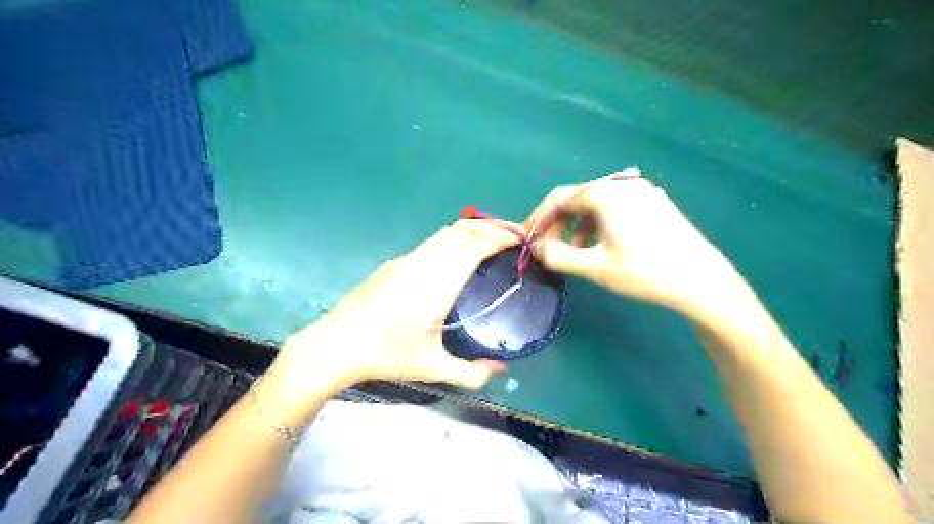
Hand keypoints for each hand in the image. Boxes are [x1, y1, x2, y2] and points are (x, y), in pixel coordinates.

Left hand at [271, 218, 518, 411]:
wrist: (336, 345)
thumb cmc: (386, 356)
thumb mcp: (433, 369)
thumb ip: (473, 373)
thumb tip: (502, 369)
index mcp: (437, 286)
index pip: (474, 246)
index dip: (500, 237)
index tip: (520, 239)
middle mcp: (423, 264)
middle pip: (463, 230)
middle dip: (492, 226)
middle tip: (514, 234)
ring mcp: (406, 260)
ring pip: (446, 232)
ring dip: (473, 229)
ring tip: (492, 238)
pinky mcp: (395, 263)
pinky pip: (432, 242)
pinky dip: (455, 238)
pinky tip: (458, 254)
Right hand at [528, 174, 752, 321]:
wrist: (701, 280)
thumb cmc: (644, 272)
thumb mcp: (595, 267)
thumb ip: (558, 256)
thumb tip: (536, 247)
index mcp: (605, 193)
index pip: (559, 198)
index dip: (539, 218)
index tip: (528, 239)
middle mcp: (622, 185)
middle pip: (577, 199)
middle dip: (558, 224)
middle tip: (549, 249)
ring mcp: (641, 191)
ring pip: (596, 205)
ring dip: (577, 227)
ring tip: (573, 253)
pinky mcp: (653, 202)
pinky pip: (614, 208)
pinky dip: (598, 225)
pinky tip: (599, 246)